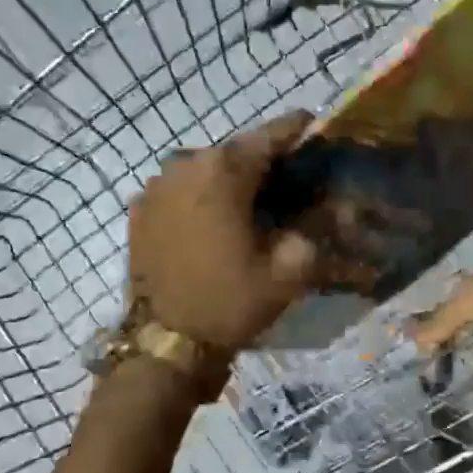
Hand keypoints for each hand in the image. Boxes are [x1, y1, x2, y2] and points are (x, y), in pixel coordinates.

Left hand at [127, 115, 318, 353]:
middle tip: (292, 180)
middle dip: (267, 161)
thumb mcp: (290, 269)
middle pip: (238, 151)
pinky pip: (183, 189)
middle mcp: (185, 164)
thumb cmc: (231, 301)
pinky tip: (219, 220)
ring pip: (208, 168)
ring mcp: (156, 185)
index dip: (299, 129)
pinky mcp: (141, 209)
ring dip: (234, 179)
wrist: (166, 344)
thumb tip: (332, 204)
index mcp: (224, 171)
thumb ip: (316, 226)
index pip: (271, 134)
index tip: (316, 128)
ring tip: (256, 202)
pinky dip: (205, 195)